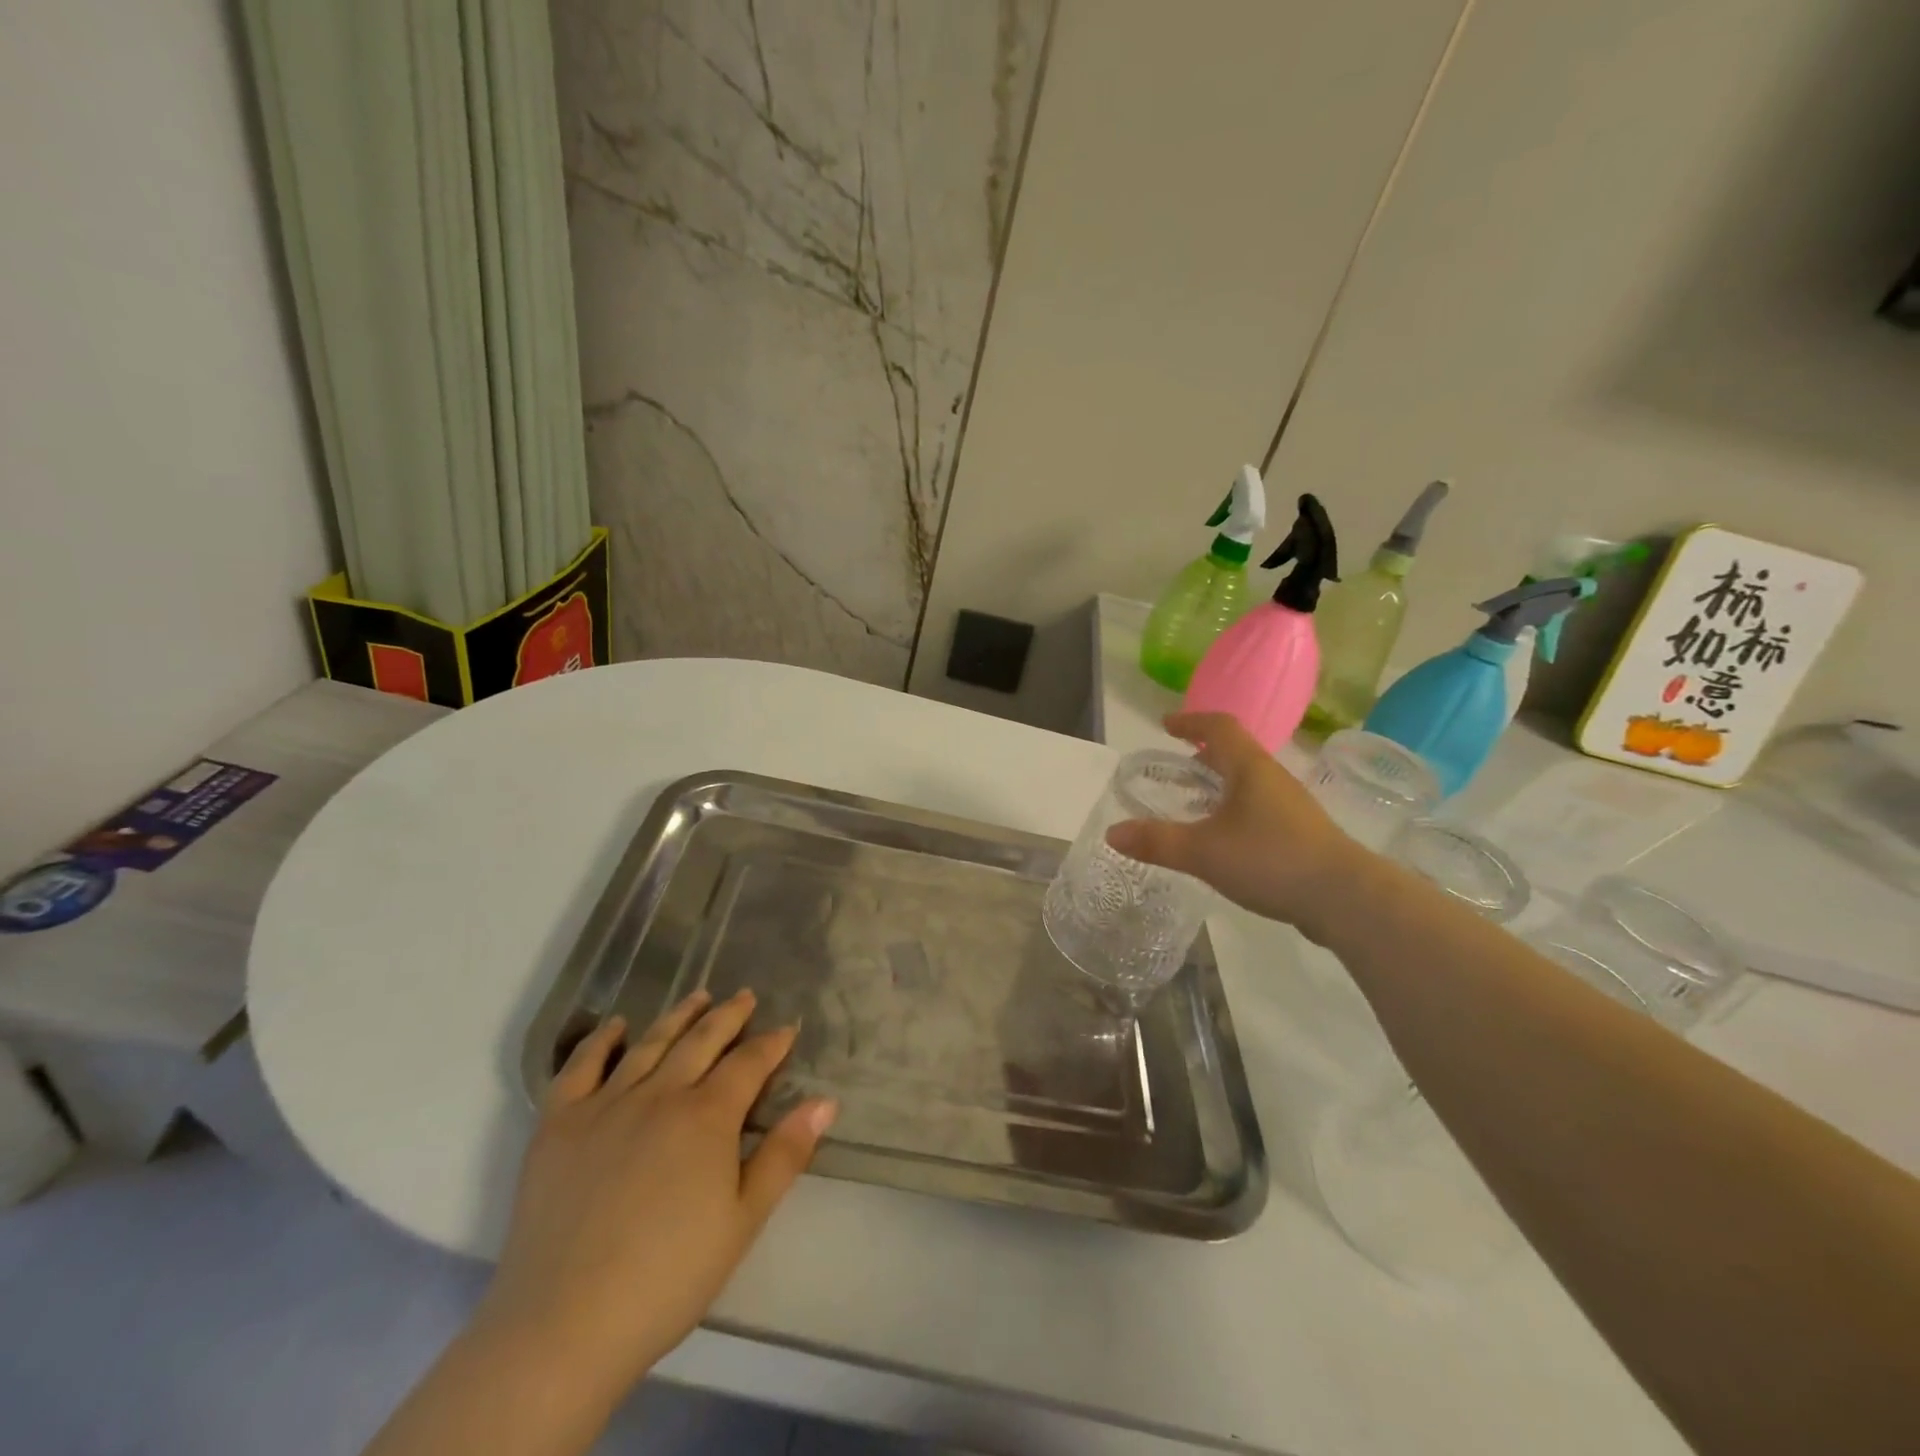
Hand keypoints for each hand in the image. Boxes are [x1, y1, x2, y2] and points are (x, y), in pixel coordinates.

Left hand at [477, 989, 836, 1405]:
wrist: (564, 1325)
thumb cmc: (668, 1277)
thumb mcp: (743, 1220)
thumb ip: (785, 1154)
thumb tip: (825, 1101)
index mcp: (707, 1116)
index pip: (748, 1063)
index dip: (771, 1043)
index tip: (786, 1028)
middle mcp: (659, 1094)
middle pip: (701, 1041)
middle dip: (729, 1016)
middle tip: (745, 996)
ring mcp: (605, 1104)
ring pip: (649, 1044)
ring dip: (678, 1016)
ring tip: (697, 996)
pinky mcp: (558, 1124)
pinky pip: (580, 1067)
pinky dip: (601, 1040)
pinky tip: (616, 1026)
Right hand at [1105, 712, 1366, 939]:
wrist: (1347, 898)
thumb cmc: (1271, 860)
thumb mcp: (1203, 851)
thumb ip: (1157, 841)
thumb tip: (1112, 832)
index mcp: (1250, 768)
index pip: (1219, 727)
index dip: (1191, 721)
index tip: (1166, 724)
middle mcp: (1272, 779)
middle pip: (1236, 752)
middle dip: (1204, 753)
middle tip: (1177, 764)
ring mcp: (1291, 807)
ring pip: (1249, 782)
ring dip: (1221, 782)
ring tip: (1195, 801)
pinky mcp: (1301, 834)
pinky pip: (1259, 808)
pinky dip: (1234, 809)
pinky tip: (1224, 838)